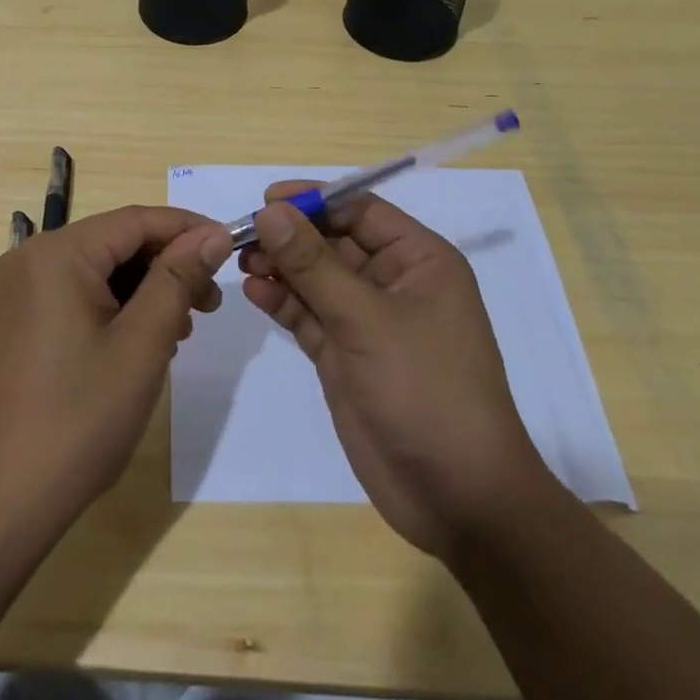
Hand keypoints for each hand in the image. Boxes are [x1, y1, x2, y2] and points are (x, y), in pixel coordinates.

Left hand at [0, 207, 233, 535]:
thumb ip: (178, 279)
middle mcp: (31, 258)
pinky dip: (115, 307)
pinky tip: (143, 342)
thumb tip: (213, 234)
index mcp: (57, 253)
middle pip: (116, 242)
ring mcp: (19, 291)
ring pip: (99, 269)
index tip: (231, 248)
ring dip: (145, 290)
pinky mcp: (17, 320)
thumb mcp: (142, 345)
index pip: (136, 220)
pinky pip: (77, 293)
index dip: (188, 229)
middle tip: (210, 304)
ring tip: (182, 330)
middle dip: (168, 265)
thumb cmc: (77, 420)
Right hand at [241, 185, 548, 557]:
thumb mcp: (367, 320)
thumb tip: (270, 211)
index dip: (314, 200)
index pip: (360, 210)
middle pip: (333, 241)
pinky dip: (283, 301)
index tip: (266, 201)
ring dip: (281, 267)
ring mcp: (368, 321)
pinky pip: (309, 314)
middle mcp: (394, 282)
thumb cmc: (426, 390)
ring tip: (242, 262)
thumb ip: (313, 264)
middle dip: (290, 236)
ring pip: (316, 277)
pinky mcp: (346, 354)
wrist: (458, 499)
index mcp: (419, 260)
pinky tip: (254, 292)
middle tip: (243, 236)